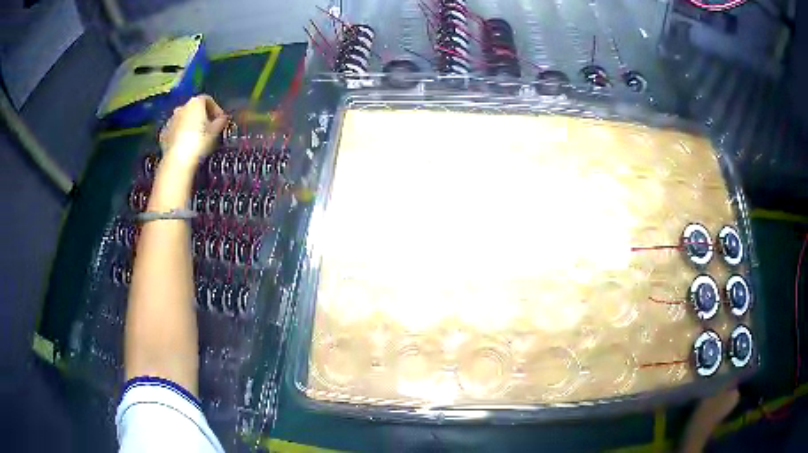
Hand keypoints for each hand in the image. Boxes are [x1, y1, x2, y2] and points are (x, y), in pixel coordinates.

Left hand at [159, 95, 227, 166]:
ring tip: (196, 138)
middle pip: (193, 109)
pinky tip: (185, 145)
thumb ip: (220, 121)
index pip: (208, 100)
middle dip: (201, 116)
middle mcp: (181, 107)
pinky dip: (180, 134)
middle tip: (208, 129)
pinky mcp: (163, 134)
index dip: (215, 109)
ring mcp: (170, 120)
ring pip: (183, 119)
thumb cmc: (200, 142)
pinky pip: (174, 131)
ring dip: (189, 125)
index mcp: (195, 103)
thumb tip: (223, 118)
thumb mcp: (215, 131)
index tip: (220, 119)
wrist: (179, 160)